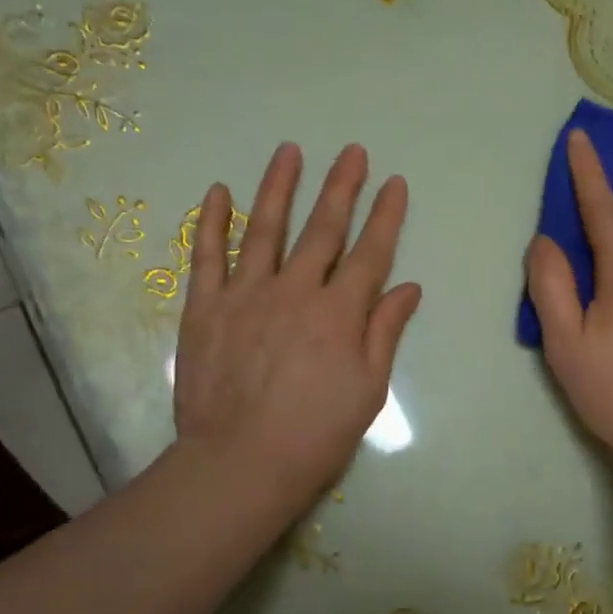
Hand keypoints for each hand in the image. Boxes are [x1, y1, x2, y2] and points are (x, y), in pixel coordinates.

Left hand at [175, 143, 421, 503]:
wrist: (241, 463)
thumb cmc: (316, 434)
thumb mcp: (368, 390)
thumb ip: (384, 333)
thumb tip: (408, 288)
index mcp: (339, 313)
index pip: (370, 253)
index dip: (385, 216)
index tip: (395, 183)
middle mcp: (294, 290)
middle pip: (322, 229)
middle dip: (341, 187)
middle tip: (352, 151)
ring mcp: (245, 294)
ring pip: (264, 228)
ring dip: (279, 187)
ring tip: (289, 151)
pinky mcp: (204, 308)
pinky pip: (207, 255)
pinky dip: (212, 222)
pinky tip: (219, 192)